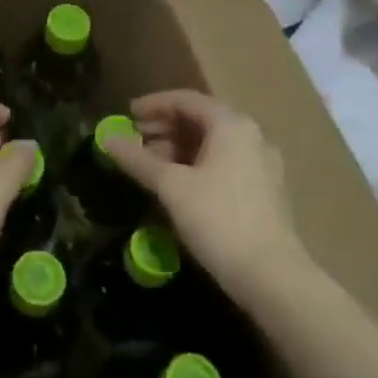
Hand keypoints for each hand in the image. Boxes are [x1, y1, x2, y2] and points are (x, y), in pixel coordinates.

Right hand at [102, 90, 307, 306]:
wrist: (271, 277)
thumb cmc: (218, 220)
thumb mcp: (171, 187)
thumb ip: (137, 160)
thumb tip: (106, 139)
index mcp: (231, 125)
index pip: (186, 100)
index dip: (153, 105)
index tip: (127, 114)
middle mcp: (251, 136)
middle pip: (201, 120)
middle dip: (164, 128)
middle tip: (134, 141)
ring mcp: (261, 164)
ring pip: (212, 144)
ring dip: (178, 149)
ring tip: (149, 166)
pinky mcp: (264, 191)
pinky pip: (224, 164)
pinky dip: (197, 166)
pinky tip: (177, 186)